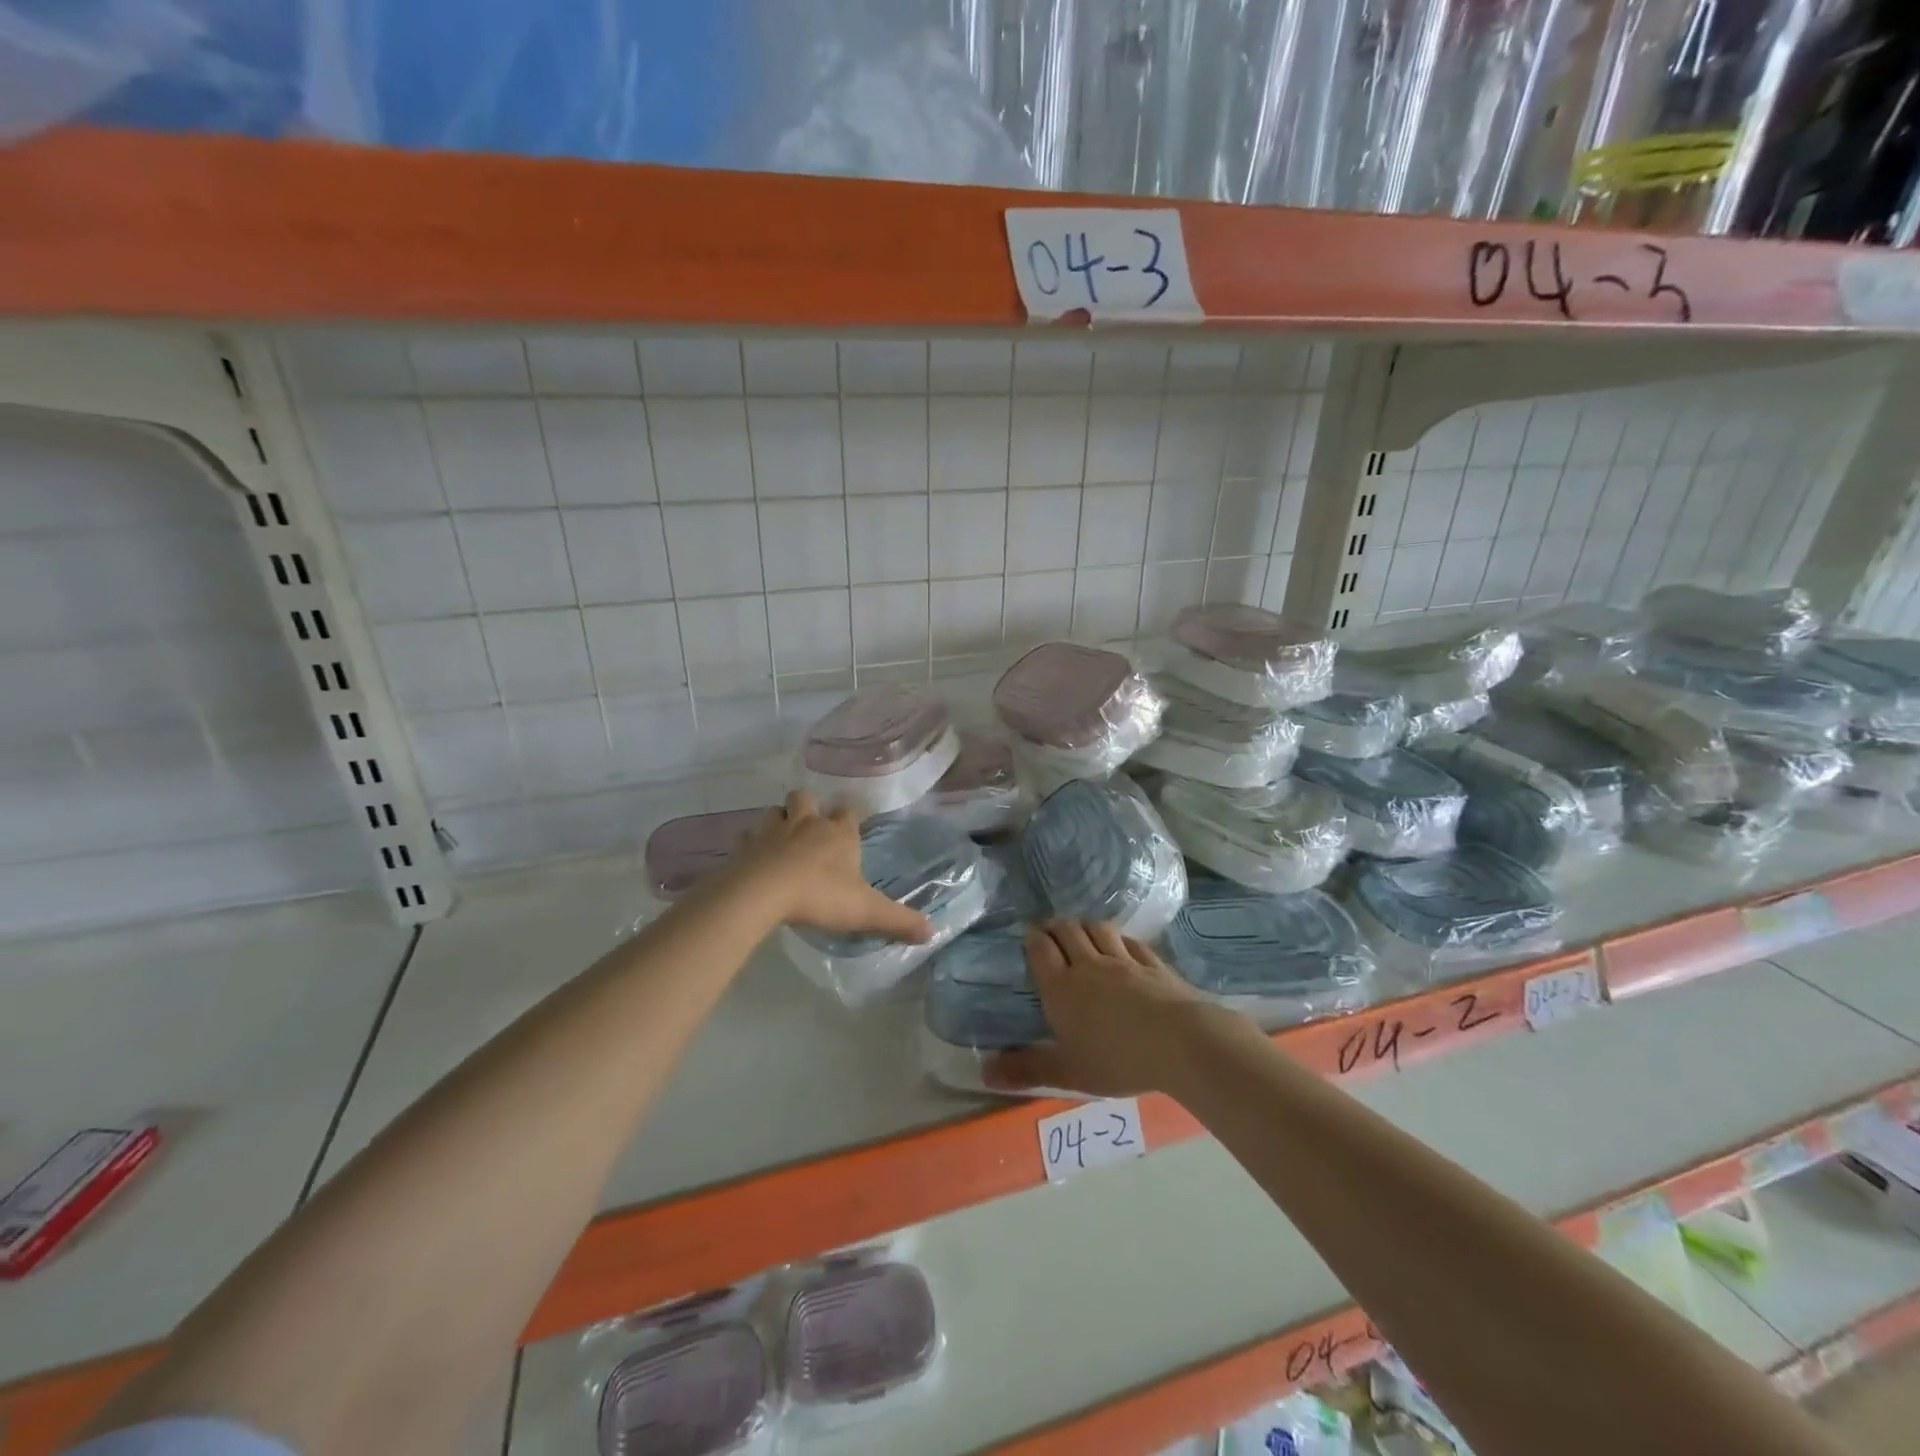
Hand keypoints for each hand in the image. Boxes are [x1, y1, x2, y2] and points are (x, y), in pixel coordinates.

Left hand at [727, 791, 931, 943]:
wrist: (763, 893)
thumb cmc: (820, 895)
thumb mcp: (866, 911)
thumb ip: (899, 920)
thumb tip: (932, 931)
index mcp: (838, 833)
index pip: (849, 811)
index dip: (850, 816)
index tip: (851, 824)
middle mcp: (806, 823)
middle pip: (807, 798)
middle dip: (809, 806)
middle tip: (810, 826)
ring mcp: (772, 831)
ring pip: (775, 812)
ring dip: (779, 821)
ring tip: (782, 839)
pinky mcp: (745, 847)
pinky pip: (747, 838)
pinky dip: (751, 845)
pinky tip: (754, 858)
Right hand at [986, 920, 1224, 1097]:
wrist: (1180, 1043)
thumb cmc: (1116, 1059)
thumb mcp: (1067, 1072)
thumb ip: (1026, 1070)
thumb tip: (983, 1072)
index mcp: (1062, 987)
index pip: (1041, 950)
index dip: (1032, 939)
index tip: (1028, 934)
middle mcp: (1089, 965)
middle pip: (1068, 931)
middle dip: (1055, 926)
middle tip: (1049, 930)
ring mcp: (1124, 960)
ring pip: (1098, 929)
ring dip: (1085, 925)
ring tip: (1080, 929)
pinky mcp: (1153, 963)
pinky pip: (1131, 942)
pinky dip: (1120, 938)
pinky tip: (1122, 944)